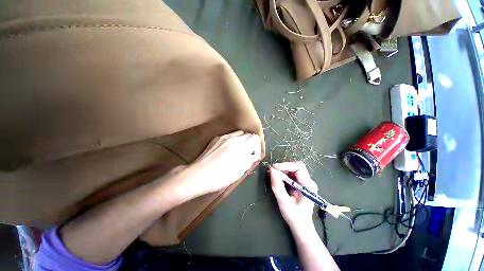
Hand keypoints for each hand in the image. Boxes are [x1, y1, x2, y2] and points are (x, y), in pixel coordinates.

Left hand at [186, 131, 261, 196]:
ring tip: (238, 150)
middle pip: (248, 134)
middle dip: (251, 143)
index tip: (253, 155)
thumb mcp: (240, 171)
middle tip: (247, 153)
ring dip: (242, 140)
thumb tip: (255, 155)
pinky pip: (230, 135)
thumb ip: (250, 160)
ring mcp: (224, 137)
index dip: (257, 146)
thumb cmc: (221, 176)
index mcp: (242, 147)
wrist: (200, 174)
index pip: (255, 137)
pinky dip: (233, 140)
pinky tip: (228, 149)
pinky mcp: (217, 138)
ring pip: (239, 133)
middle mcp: (234, 138)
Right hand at [269, 161, 316, 232]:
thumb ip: (277, 186)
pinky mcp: (302, 184)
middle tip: (272, 171)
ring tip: (273, 174)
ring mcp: (306, 182)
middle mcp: (309, 181)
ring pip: (293, 169)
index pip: (298, 167)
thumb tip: (271, 170)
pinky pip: (292, 174)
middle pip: (296, 167)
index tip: (273, 168)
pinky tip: (277, 178)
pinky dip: (284, 174)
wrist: (302, 227)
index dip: (285, 165)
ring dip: (283, 170)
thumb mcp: (283, 202)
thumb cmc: (294, 217)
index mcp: (308, 185)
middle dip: (283, 167)